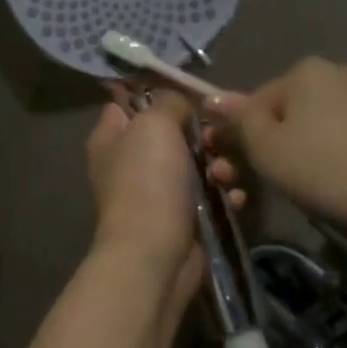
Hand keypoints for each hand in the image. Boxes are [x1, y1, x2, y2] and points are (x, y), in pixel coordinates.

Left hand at [86, 88, 243, 306]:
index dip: (156, 96)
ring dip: (220, 166)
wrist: (154, 254)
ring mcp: (157, 194)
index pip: (128, 105)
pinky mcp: (184, 220)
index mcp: (111, 140)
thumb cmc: (147, 182)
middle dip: (202, 134)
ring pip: (197, 165)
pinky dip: (226, 195)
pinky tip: (235, 198)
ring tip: (224, 175)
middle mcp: (130, 165)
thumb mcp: (153, 125)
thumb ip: (168, 103)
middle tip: (215, 139)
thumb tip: (179, 101)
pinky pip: (212, 197)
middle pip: (172, 134)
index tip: (188, 93)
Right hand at [208, 57, 346, 244]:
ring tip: (319, 190)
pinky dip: (346, 157)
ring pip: (324, 125)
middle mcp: (341, 71)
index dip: (243, 139)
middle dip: (278, 145)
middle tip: (279, 185)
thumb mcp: (268, 151)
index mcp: (304, 71)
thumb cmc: (332, 171)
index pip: (253, 102)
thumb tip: (216, 99)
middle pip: (290, 112)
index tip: (244, 173)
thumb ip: (239, 122)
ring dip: (311, 152)